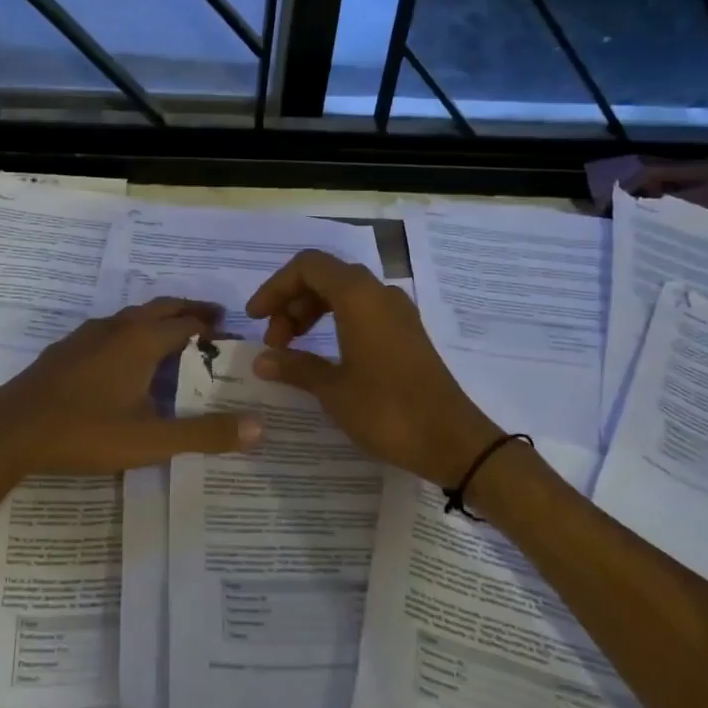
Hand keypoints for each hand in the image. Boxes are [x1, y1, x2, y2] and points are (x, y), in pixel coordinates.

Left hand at [0, 298, 263, 476]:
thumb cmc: (85, 432)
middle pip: (160, 308)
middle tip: (212, 321)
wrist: (9, 431)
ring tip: (173, 334)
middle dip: (188, 311)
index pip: (187, 322)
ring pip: (131, 316)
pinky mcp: (65, 349)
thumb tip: (260, 428)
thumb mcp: (151, 439)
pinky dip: (130, 332)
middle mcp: (116, 328)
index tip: (230, 336)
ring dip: (158, 319)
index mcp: (141, 341)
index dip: (211, 327)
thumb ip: (205, 434)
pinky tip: (123, 357)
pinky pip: (109, 329)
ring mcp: (86, 335)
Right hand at [246, 250, 500, 484]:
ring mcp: (397, 312)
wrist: (452, 440)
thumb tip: (262, 360)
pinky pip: (362, 310)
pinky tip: (324, 355)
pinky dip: (335, 322)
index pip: (308, 266)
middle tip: (274, 342)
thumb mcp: (333, 390)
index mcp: (359, 296)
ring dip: (311, 312)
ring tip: (292, 349)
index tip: (255, 319)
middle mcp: (379, 294)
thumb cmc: (387, 410)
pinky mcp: (406, 332)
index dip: (275, 287)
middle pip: (325, 276)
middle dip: (291, 302)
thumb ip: (295, 367)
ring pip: (344, 293)